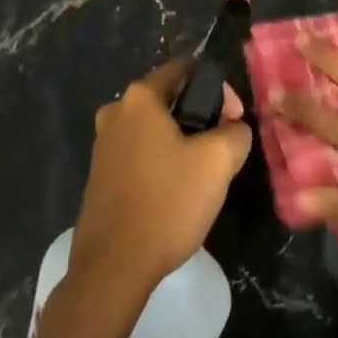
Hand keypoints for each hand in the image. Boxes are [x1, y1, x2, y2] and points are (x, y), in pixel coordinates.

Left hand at [70, 59, 251, 296]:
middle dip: (202, 117)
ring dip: (184, 142)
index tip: (234, 121)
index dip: (219, 89)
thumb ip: (236, 131)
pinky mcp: (101, 175)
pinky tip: (178, 192)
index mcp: (139, 98)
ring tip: (205, 174)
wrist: (113, 267)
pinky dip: (164, 162)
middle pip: (171, 99)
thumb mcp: (219, 161)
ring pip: (157, 129)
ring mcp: (103, 145)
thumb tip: (233, 128)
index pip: (187, 69)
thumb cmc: (168, 202)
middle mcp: (115, 112)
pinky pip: (142, 153)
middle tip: (225, 149)